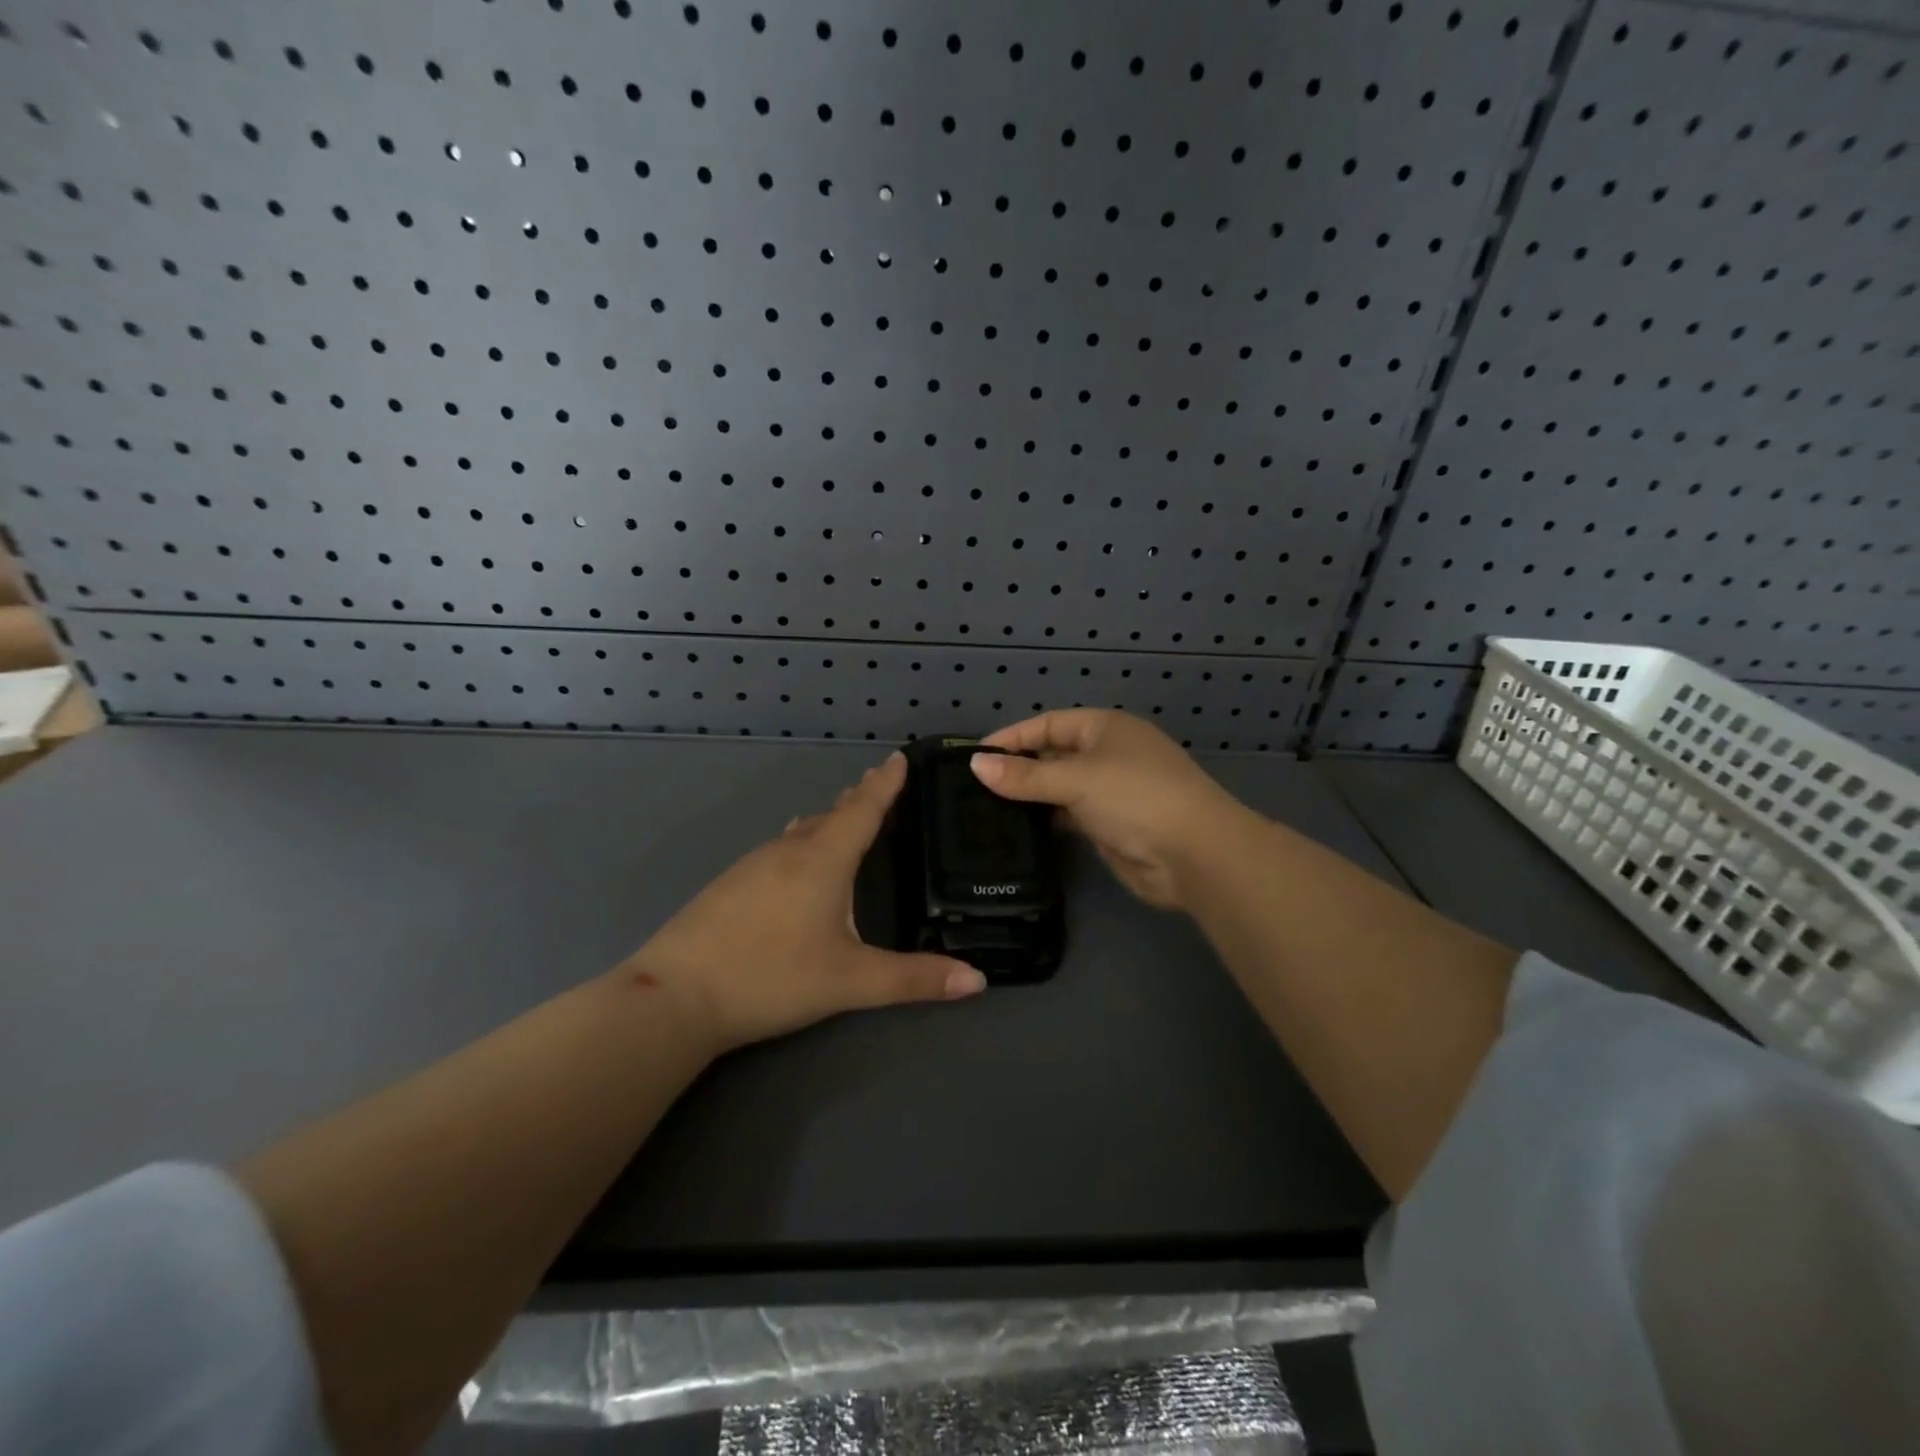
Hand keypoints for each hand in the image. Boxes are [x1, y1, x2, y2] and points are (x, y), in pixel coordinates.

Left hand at [627, 752, 985, 1052]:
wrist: (675, 995)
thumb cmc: (772, 977)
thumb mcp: (851, 981)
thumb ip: (914, 979)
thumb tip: (979, 981)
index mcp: (823, 859)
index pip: (863, 809)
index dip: (885, 784)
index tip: (899, 758)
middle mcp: (788, 850)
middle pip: (831, 814)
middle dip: (858, 799)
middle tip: (879, 786)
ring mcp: (752, 865)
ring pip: (800, 831)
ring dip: (827, 820)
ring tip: (844, 819)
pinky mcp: (728, 885)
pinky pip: (777, 849)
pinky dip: (801, 843)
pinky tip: (796, 863)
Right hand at [972, 710, 1251, 911]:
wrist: (1194, 854)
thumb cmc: (1135, 797)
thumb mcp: (1076, 779)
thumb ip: (1025, 775)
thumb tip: (975, 765)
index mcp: (1104, 728)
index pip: (1047, 725)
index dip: (1011, 738)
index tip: (974, 757)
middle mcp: (1106, 754)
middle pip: (1052, 755)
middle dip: (1017, 769)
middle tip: (972, 788)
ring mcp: (1109, 791)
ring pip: (1059, 788)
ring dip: (1030, 797)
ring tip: (984, 810)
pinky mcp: (1109, 825)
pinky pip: (1068, 815)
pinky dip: (1045, 820)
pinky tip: (1016, 831)